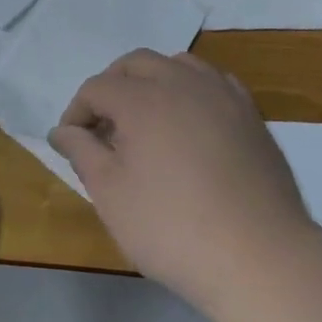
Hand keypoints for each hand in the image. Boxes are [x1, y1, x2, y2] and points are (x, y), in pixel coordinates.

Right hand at [48, 50, 314, 315]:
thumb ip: (82, 152)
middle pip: (136, 64)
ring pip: (177, 65)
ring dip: (152, 82)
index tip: (72, 144)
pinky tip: (189, 124)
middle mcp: (181, 82)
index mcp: (142, 98)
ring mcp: (222, 94)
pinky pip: (212, 83)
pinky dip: (190, 91)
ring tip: (146, 121)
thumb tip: (62, 131)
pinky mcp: (250, 114)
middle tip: (103, 127)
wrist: (259, 257)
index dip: (77, 112)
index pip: (97, 87)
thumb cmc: (172, 227)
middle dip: (112, 86)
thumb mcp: (111, 194)